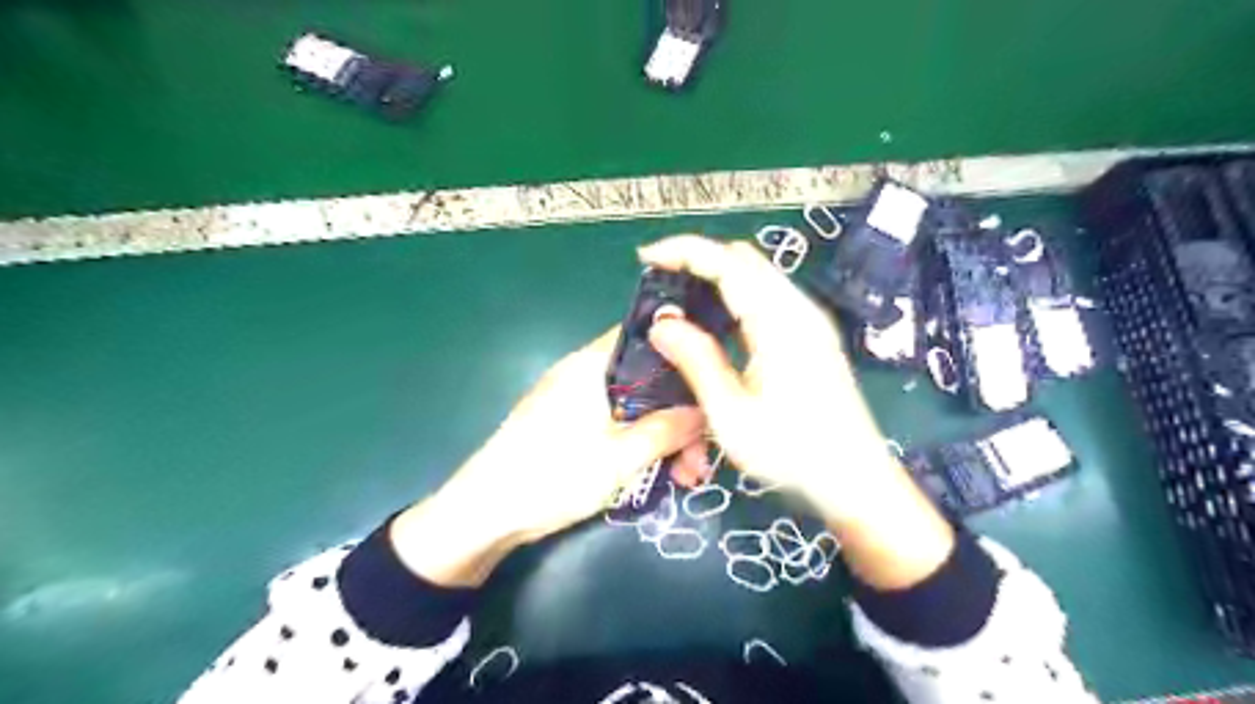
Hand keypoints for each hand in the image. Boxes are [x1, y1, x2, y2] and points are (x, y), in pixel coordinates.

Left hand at [391, 329, 704, 587]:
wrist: (483, 514)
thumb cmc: (552, 476)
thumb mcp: (620, 458)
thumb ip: (667, 429)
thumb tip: (705, 409)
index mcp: (592, 364)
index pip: (646, 335)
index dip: (684, 352)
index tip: (714, 383)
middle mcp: (584, 372)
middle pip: (646, 378)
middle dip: (679, 413)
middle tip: (700, 456)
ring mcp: (574, 398)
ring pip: (634, 405)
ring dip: (663, 435)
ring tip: (686, 476)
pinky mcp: (569, 424)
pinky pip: (616, 422)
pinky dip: (639, 442)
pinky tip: (660, 473)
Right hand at [639, 237, 951, 588]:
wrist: (855, 479)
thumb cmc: (792, 451)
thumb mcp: (731, 413)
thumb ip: (696, 361)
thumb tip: (661, 323)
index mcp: (779, 322)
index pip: (727, 263)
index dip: (684, 251)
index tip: (646, 258)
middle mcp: (798, 309)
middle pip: (744, 259)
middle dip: (699, 258)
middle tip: (661, 281)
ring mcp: (809, 320)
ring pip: (757, 275)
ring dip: (717, 275)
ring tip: (680, 298)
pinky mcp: (811, 335)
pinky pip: (768, 295)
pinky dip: (735, 293)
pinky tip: (716, 320)